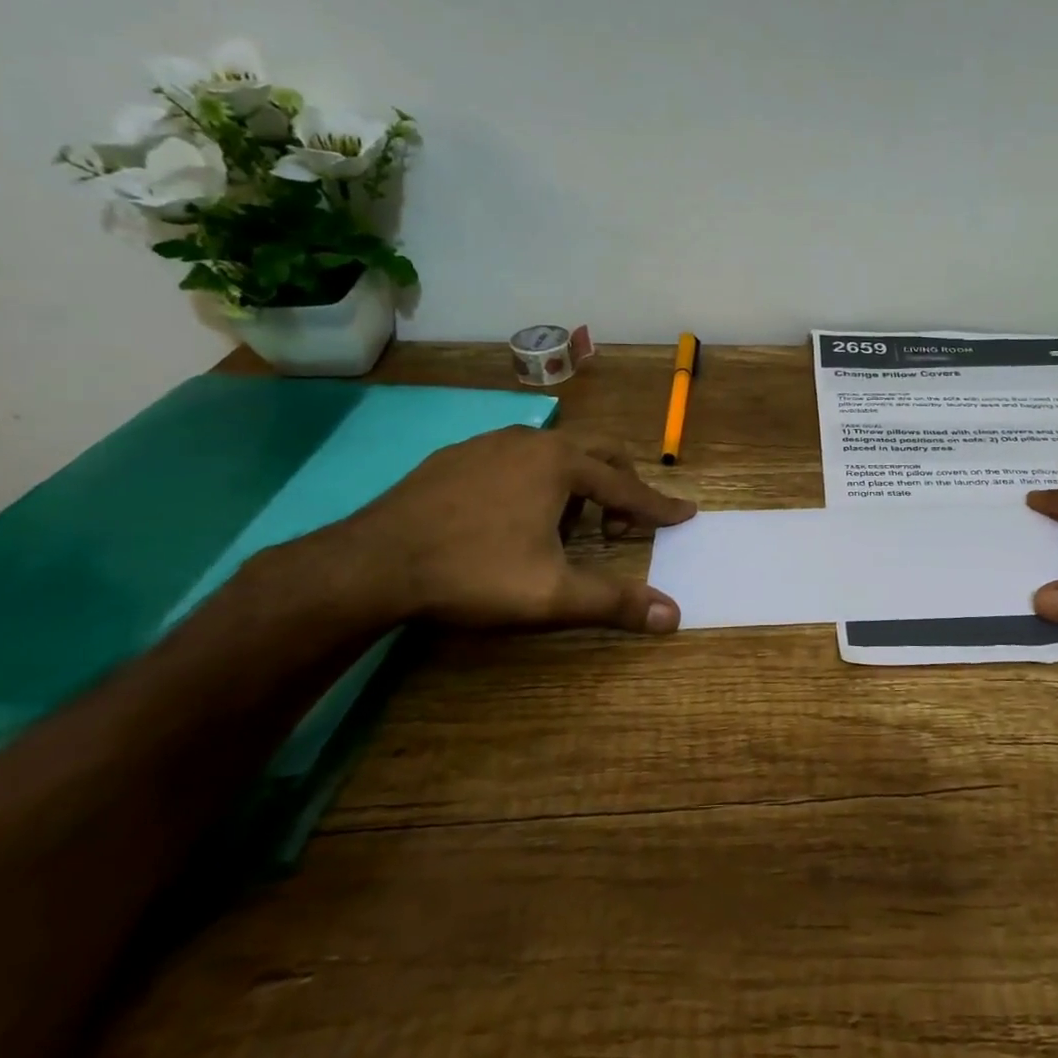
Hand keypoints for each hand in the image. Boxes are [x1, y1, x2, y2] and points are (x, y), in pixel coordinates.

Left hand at [338, 427, 696, 632]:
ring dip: (578, 484)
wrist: (370, 564)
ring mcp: (489, 443)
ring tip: (567, 526)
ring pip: (555, 453)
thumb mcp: (552, 595)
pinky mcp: (455, 456)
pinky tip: (515, 517)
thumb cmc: (473, 573)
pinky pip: (516, 459)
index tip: (686, 513)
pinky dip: (537, 481)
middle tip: (624, 524)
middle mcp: (531, 441)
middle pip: (598, 453)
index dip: (660, 506)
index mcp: (561, 464)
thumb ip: (615, 602)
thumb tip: (674, 616)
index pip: (628, 486)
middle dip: (621, 486)